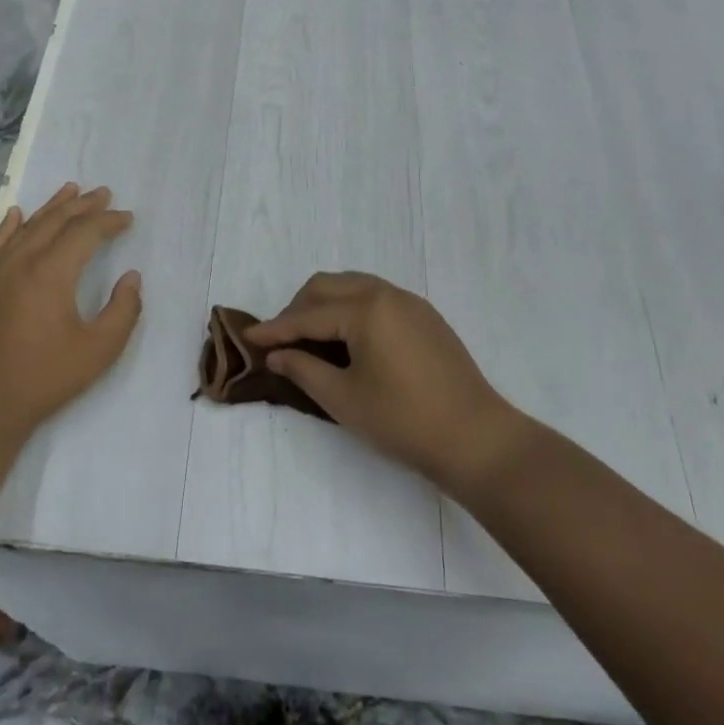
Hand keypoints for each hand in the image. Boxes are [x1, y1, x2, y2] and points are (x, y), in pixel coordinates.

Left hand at [0, 183, 142, 444]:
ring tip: (70, 189)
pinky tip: (17, 213)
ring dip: (52, 208)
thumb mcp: (99, 350)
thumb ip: (123, 310)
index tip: (128, 218)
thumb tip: (131, 277)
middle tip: (104, 193)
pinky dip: (12, 224)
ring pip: (27, 227)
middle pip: (55, 221)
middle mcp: (22, 261)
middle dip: (83, 205)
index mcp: (51, 272)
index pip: (85, 232)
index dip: (109, 221)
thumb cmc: (44, 378)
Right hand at [245, 272, 520, 494]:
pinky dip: (351, 309)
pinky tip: (347, 340)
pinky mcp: (426, 317)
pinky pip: (376, 298)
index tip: (248, 338)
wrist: (476, 438)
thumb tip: (277, 354)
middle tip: (280, 341)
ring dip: (325, 305)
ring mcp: (410, 303)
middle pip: (327, 286)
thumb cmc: (403, 420)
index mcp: (365, 309)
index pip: (307, 315)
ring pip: (353, 287)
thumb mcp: (343, 398)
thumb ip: (303, 369)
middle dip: (297, 309)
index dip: (275, 329)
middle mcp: (387, 294)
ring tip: (309, 339)